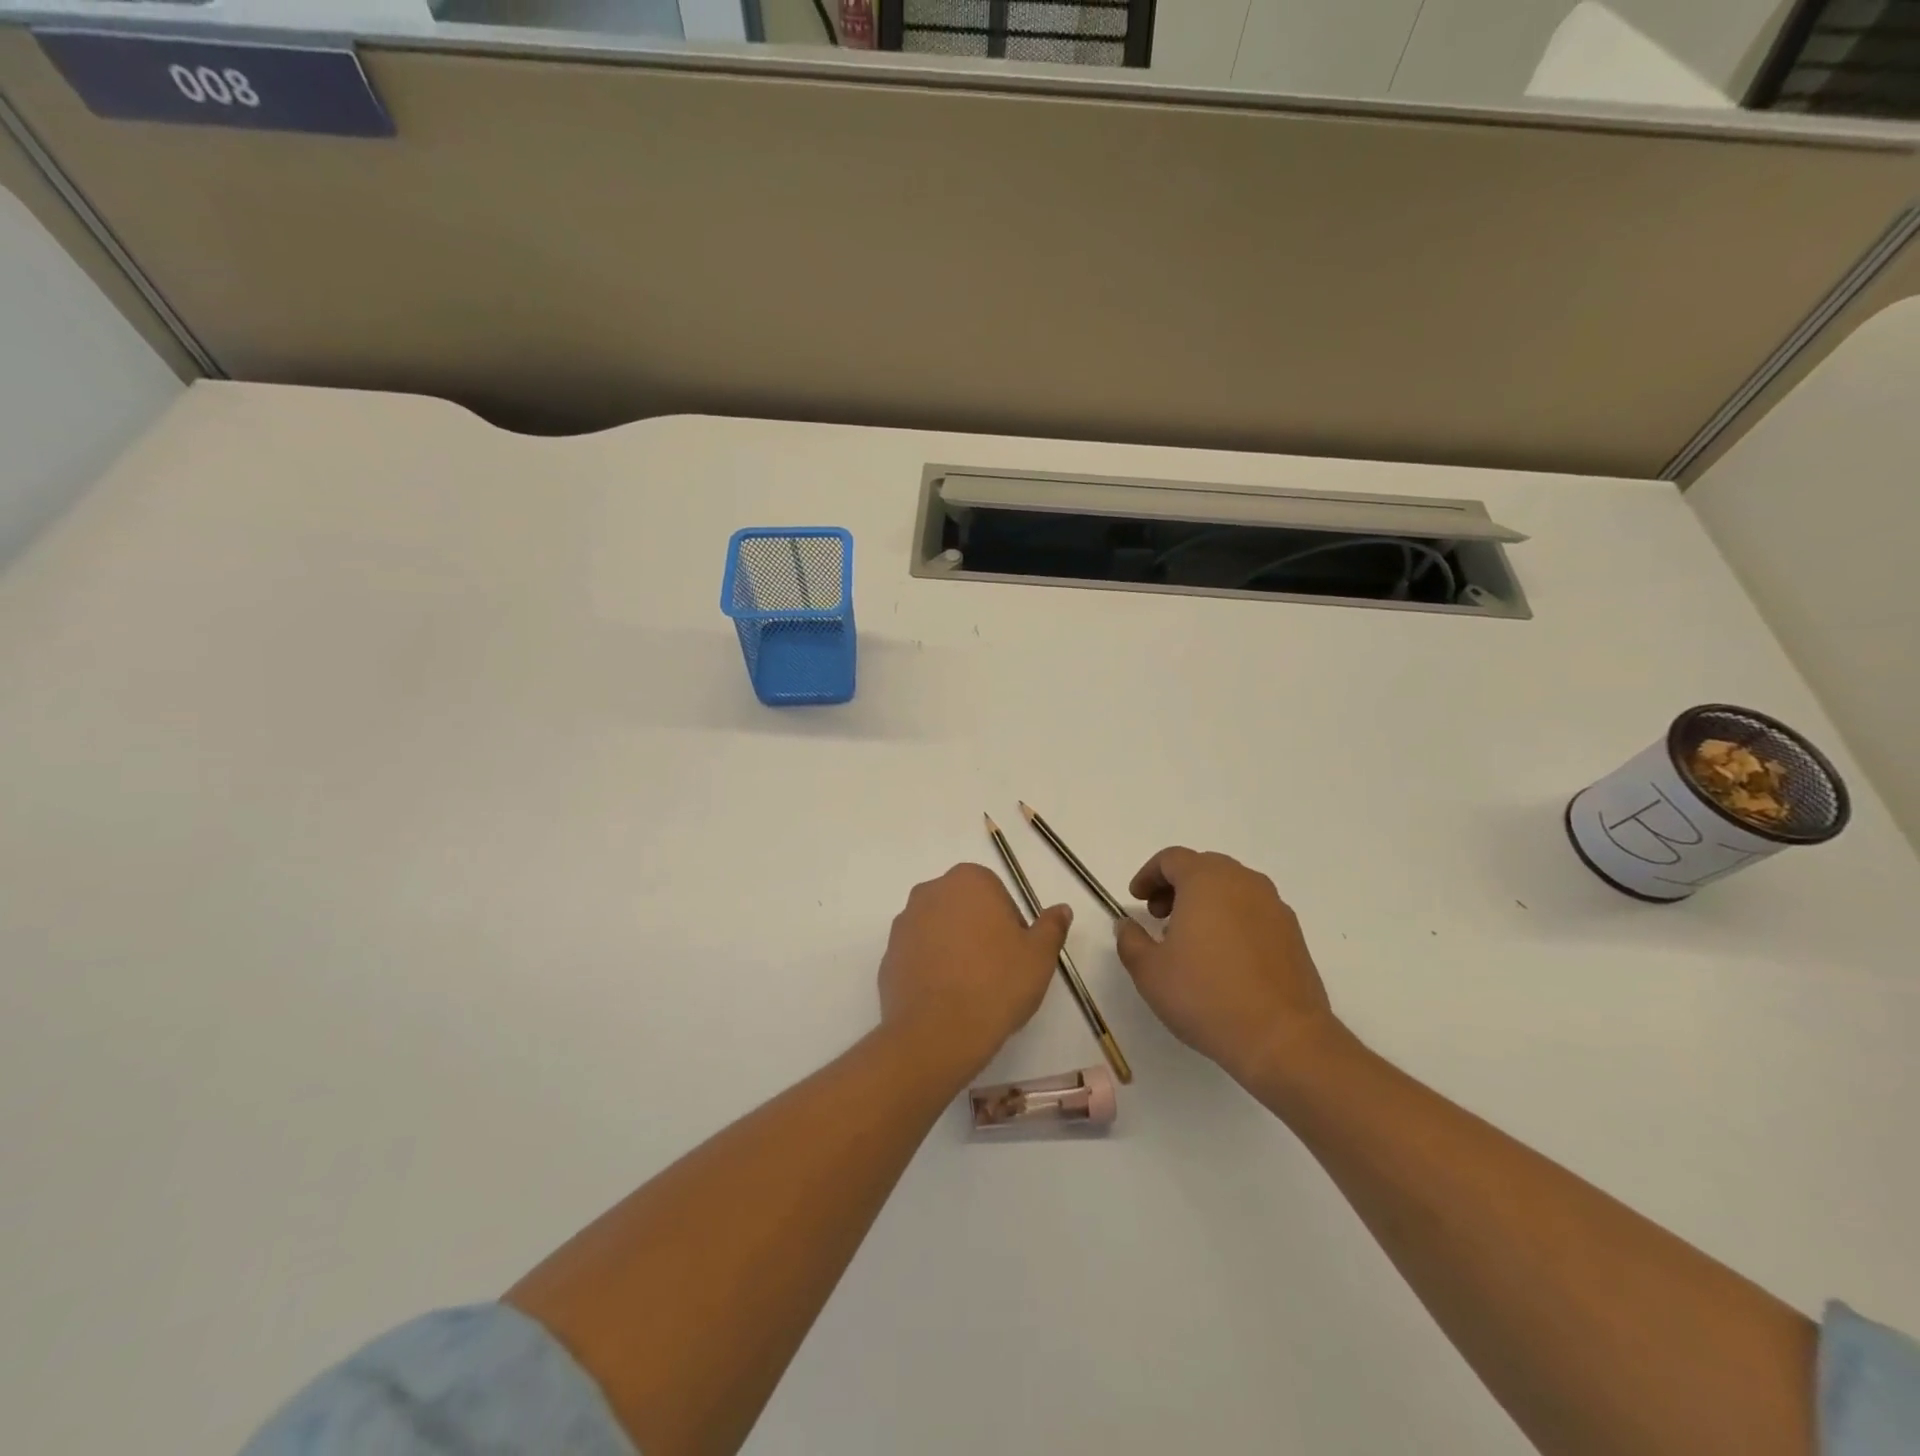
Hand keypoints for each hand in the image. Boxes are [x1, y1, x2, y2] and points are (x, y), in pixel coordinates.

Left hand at [878, 863, 1072, 1080]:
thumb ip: (1051, 926)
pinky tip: (946, 998)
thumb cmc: (996, 984)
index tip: (1016, 954)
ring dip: (954, 948)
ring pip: (940, 929)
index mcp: (969, 881)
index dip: (1010, 923)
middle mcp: (931, 891)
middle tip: (997, 970)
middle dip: (980, 931)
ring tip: (970, 987)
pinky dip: (932, 968)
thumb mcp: (1039, 956)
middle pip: (965, 907)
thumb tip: (1061, 909)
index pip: (996, 893)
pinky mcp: (888, 954)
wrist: (938, 1033)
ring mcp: (904, 923)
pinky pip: (919, 955)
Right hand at [1115, 848, 1340, 1086]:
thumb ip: (1130, 940)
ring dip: (1205, 902)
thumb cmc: (1206, 995)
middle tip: (1159, 916)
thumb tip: (1127, 925)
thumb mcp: (1149, 971)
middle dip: (1176, 886)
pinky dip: (1231, 919)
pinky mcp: (1293, 934)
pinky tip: (1222, 957)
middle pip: (1203, 868)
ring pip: (1231, 888)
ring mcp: (1274, 907)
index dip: (1148, 875)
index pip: (1172, 859)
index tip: (1136, 899)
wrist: (1282, 1038)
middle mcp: (1243, 882)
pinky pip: (1253, 911)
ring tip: (1190, 939)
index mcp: (1206, 880)